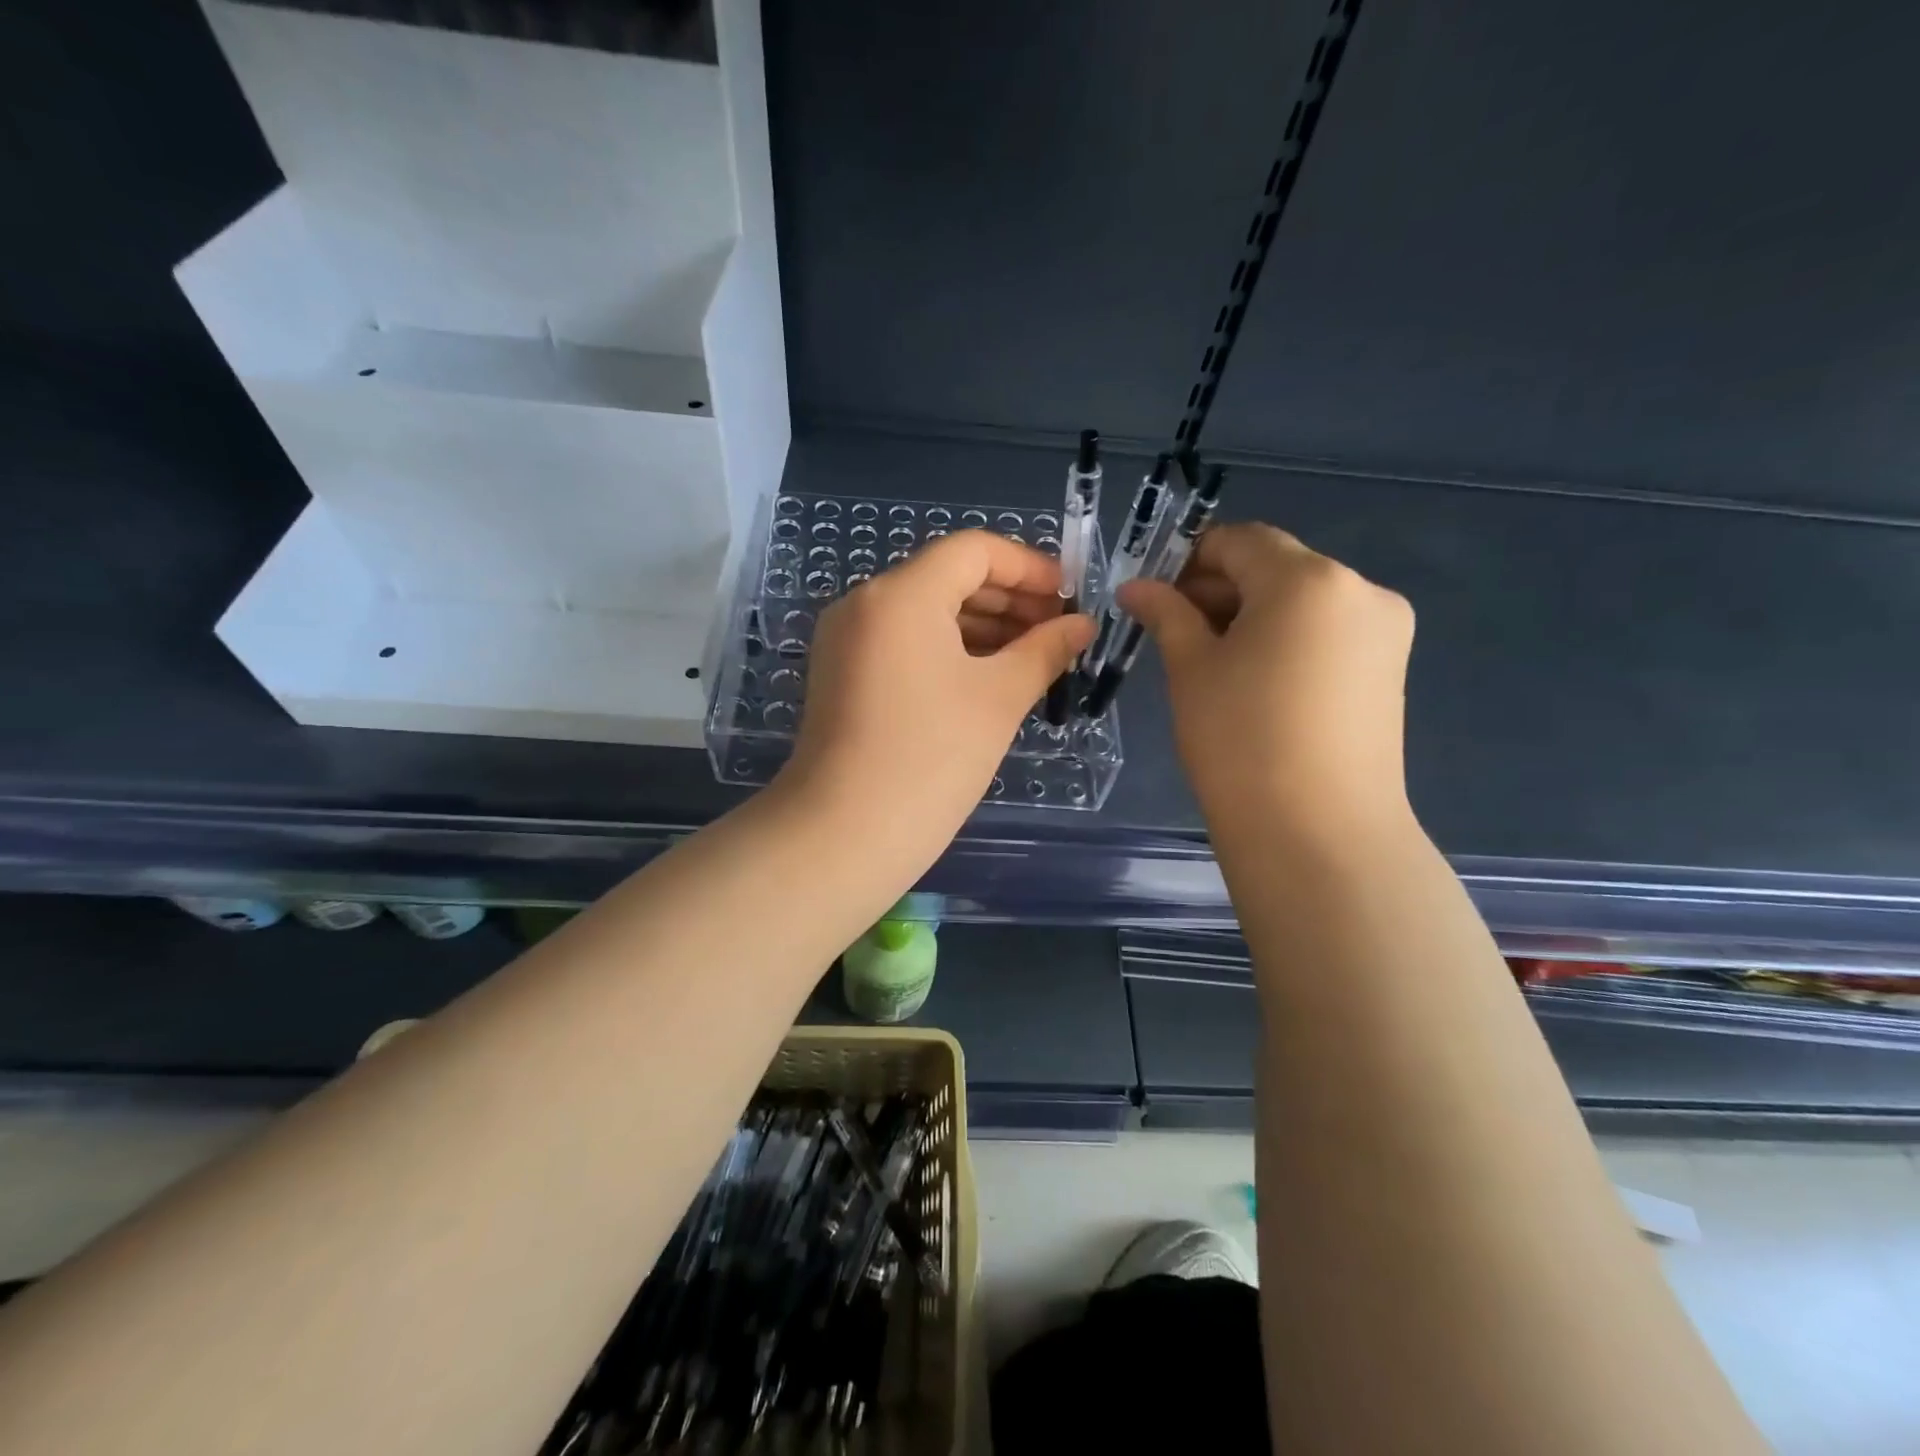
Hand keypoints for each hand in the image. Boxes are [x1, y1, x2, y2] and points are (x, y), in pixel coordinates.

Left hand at [780, 530, 1093, 868]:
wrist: (844, 835)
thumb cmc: (932, 758)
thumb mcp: (999, 698)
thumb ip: (1046, 650)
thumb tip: (1081, 625)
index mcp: (901, 594)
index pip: (974, 550)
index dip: (1030, 567)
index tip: (1069, 598)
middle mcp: (865, 602)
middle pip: (948, 577)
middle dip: (1009, 599)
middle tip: (1057, 632)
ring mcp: (846, 639)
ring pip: (925, 612)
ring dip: (981, 626)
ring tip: (1032, 657)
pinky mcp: (842, 674)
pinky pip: (903, 642)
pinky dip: (947, 649)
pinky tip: (986, 677)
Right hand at [1119, 522, 1414, 835]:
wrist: (1317, 833)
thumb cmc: (1239, 740)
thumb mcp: (1191, 668)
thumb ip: (1166, 613)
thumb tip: (1136, 586)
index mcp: (1308, 578)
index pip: (1240, 541)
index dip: (1190, 560)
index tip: (1155, 597)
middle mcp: (1359, 589)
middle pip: (1276, 567)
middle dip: (1220, 589)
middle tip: (1173, 631)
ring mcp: (1384, 630)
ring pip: (1303, 602)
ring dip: (1252, 615)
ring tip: (1212, 663)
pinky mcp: (1390, 670)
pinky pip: (1328, 633)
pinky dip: (1286, 640)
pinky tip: (1255, 682)